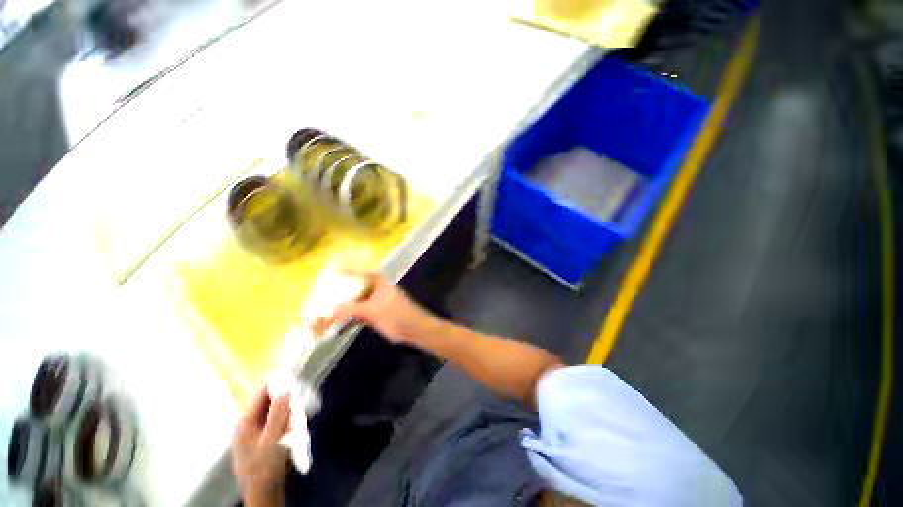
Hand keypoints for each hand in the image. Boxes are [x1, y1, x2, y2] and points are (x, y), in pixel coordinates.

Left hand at [232, 390, 289, 506]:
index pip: (262, 393)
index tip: (297, 382)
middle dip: (285, 403)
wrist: (263, 494)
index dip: (279, 385)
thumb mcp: (273, 439)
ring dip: (287, 414)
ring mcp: (253, 433)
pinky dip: (285, 423)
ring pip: (274, 413)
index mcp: (245, 422)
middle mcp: (247, 424)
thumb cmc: (265, 467)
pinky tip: (291, 432)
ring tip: (295, 424)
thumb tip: (286, 390)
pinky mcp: (261, 441)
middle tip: (298, 408)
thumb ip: (278, 413)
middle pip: (268, 402)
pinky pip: (275, 423)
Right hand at [332, 273, 435, 345]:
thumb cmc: (395, 313)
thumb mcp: (372, 310)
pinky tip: (336, 326)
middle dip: (340, 294)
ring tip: (325, 311)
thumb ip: (351, 309)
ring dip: (343, 308)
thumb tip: (331, 309)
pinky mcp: (375, 314)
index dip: (344, 272)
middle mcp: (375, 289)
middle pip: (354, 288)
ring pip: (355, 302)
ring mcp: (375, 302)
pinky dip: (349, 319)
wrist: (412, 328)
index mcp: (377, 282)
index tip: (330, 272)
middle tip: (323, 295)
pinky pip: (358, 314)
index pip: (358, 273)